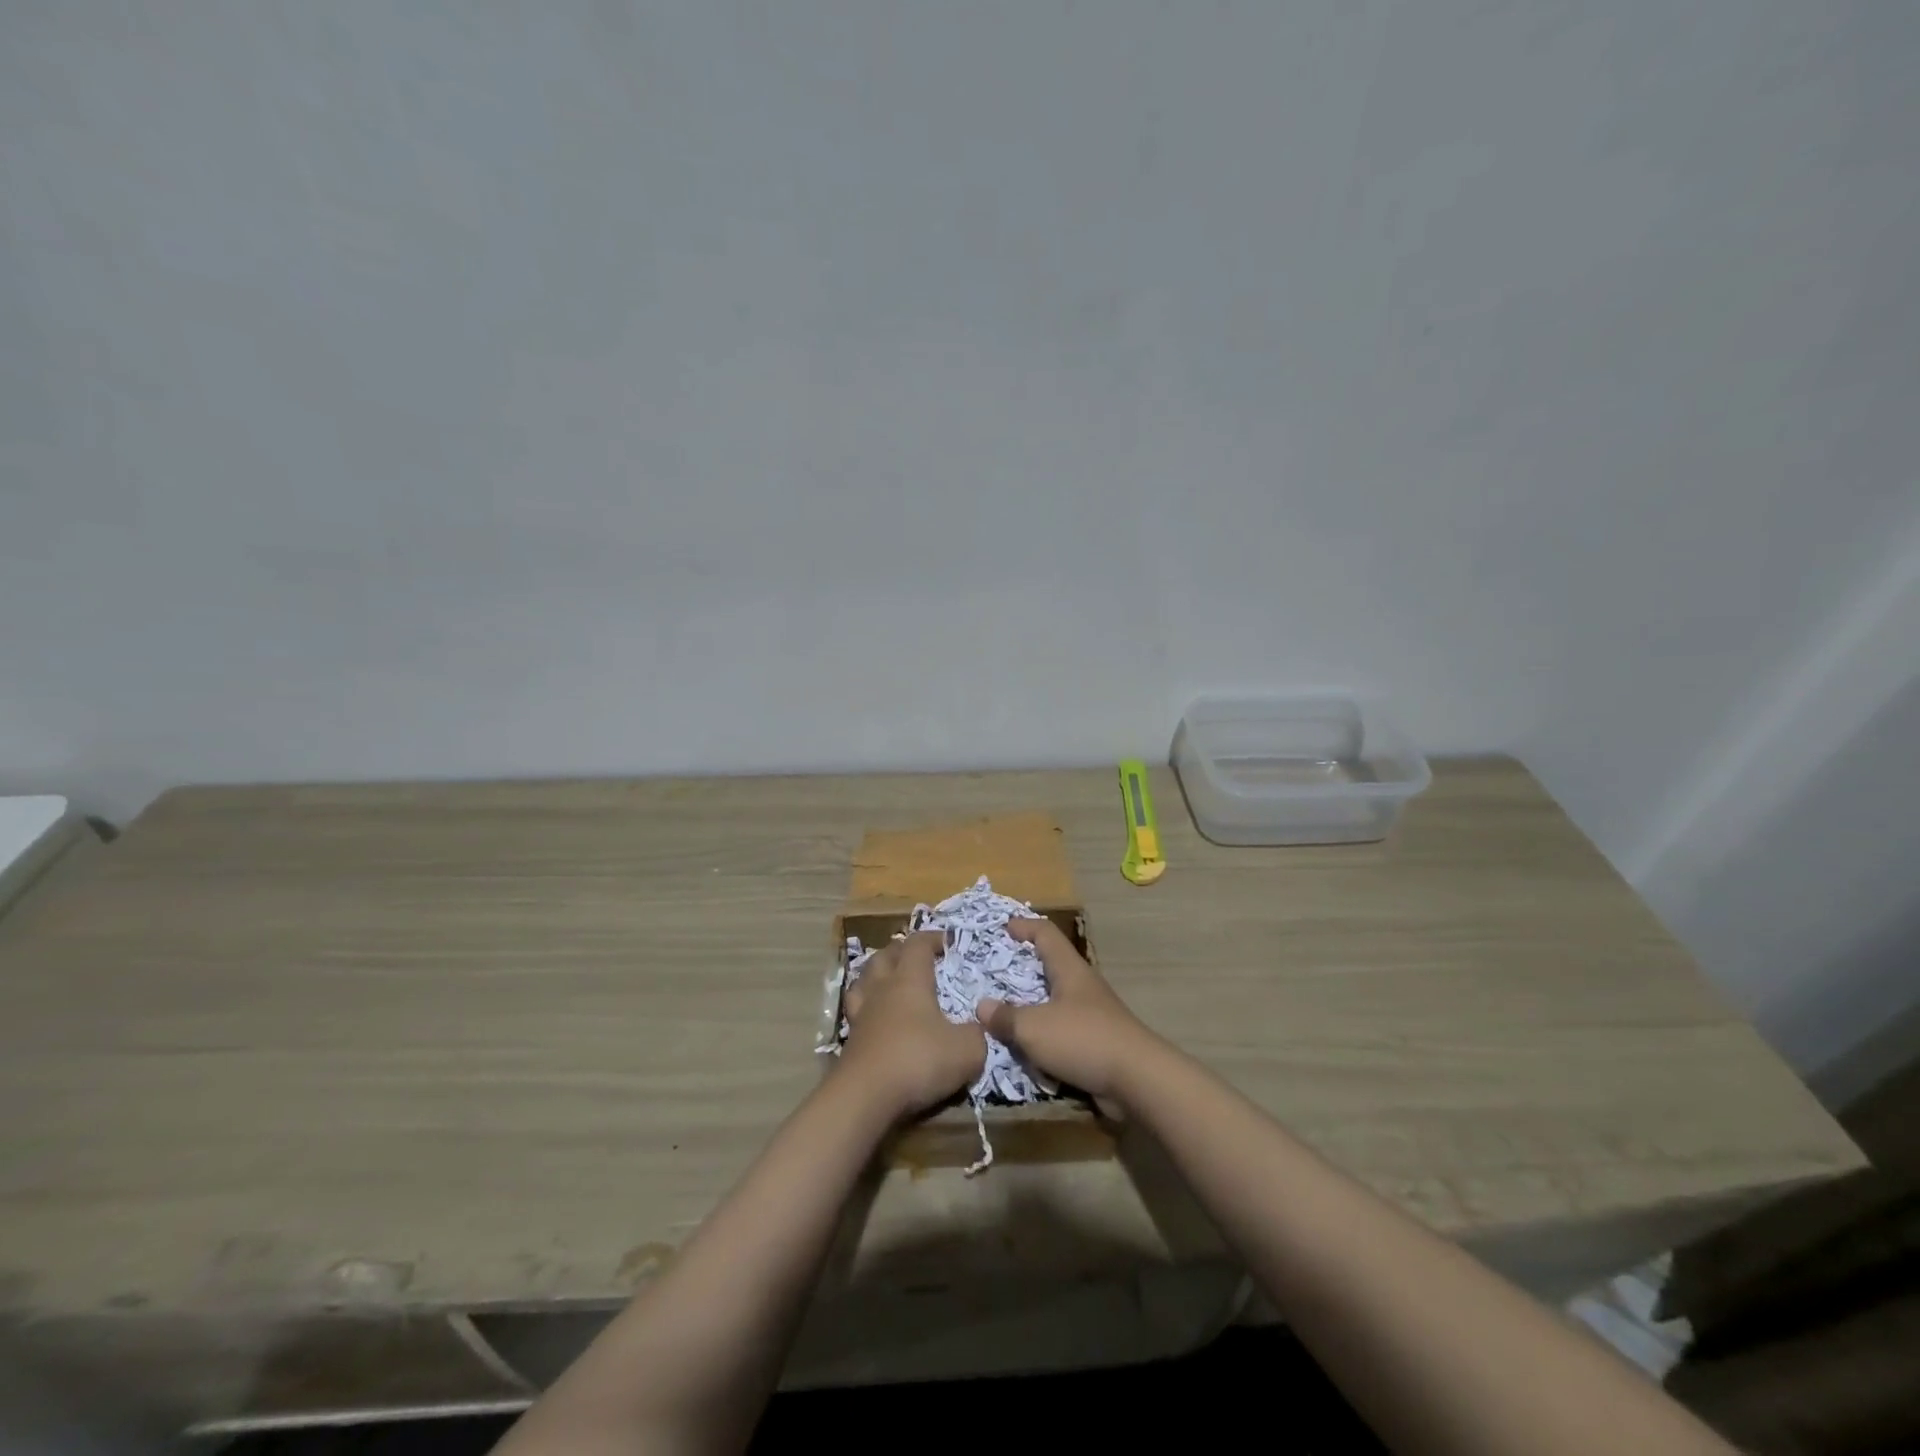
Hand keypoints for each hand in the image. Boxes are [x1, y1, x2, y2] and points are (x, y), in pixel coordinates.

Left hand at [840, 931, 986, 1117]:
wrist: (865, 1096)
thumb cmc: (918, 1060)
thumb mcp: (967, 1050)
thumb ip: (976, 1034)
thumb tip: (975, 1029)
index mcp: (910, 979)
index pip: (918, 943)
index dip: (933, 938)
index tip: (948, 943)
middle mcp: (882, 987)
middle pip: (886, 955)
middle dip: (902, 951)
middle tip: (918, 958)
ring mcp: (862, 1012)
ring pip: (864, 978)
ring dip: (877, 973)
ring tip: (890, 979)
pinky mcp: (850, 1038)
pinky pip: (856, 1009)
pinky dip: (866, 1004)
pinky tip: (875, 1015)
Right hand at [976, 919, 1155, 1100]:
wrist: (1137, 1080)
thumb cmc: (1083, 1039)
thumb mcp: (1033, 1027)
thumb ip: (1005, 1017)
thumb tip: (982, 1006)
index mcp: (1068, 969)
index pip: (1045, 933)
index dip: (1024, 926)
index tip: (1002, 927)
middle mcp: (1081, 985)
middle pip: (1050, 965)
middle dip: (1023, 967)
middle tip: (994, 973)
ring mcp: (1091, 1014)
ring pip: (1054, 1000)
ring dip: (1031, 1005)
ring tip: (1004, 1013)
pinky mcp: (1096, 1042)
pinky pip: (1062, 1030)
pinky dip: (1043, 1034)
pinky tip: (1026, 1048)